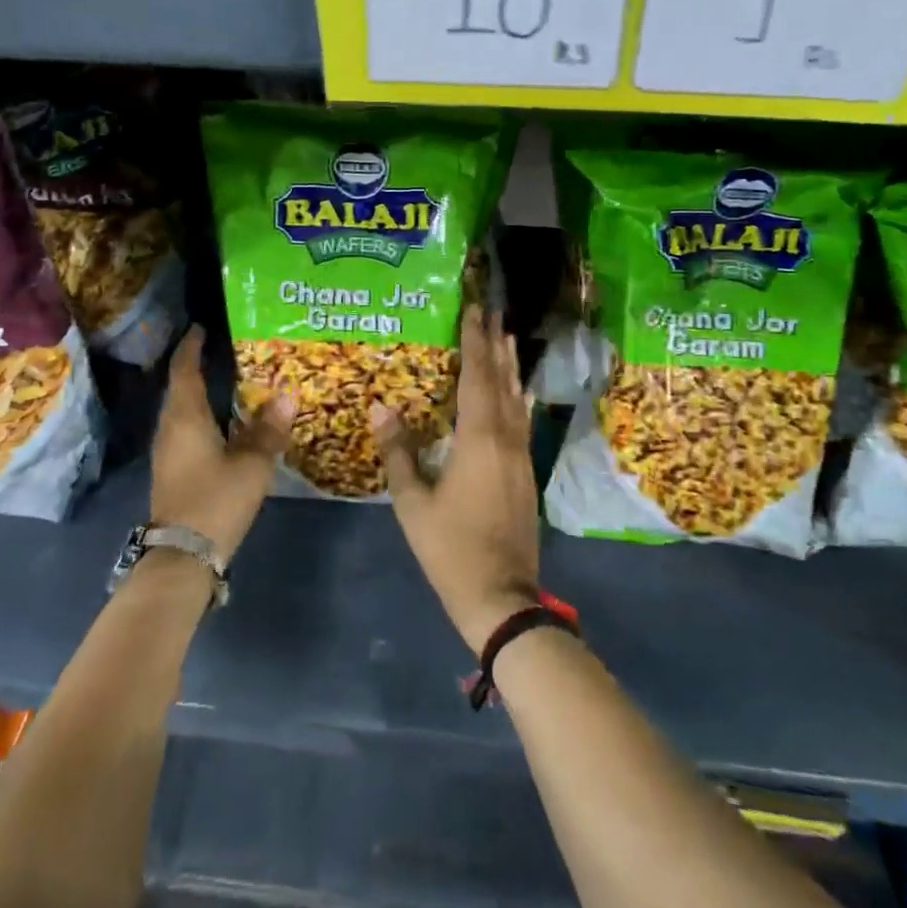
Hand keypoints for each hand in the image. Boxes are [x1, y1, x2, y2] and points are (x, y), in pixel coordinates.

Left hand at [150, 326, 294, 563]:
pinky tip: (223, 423)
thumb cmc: (216, 500)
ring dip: (199, 393)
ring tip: (226, 381)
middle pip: (180, 388)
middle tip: (222, 351)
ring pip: (182, 410)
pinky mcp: (172, 470)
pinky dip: (201, 416)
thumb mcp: (252, 464)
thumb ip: (269, 430)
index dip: (192, 347)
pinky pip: (185, 429)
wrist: (183, 556)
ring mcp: (168, 451)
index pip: (185, 370)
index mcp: (186, 417)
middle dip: (196, 367)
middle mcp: (171, 428)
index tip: (202, 328)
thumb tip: (287, 396)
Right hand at [374, 306, 539, 652]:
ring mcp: (521, 456)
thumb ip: (398, 453)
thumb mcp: (413, 503)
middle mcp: (506, 439)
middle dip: (495, 346)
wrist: (501, 596)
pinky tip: (517, 393)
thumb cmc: (451, 549)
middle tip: (492, 313)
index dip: (475, 342)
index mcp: (478, 440)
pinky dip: (517, 397)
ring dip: (510, 368)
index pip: (476, 378)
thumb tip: (380, 407)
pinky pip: (522, 421)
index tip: (474, 311)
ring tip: (507, 338)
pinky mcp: (526, 473)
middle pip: (502, 382)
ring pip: (517, 400)